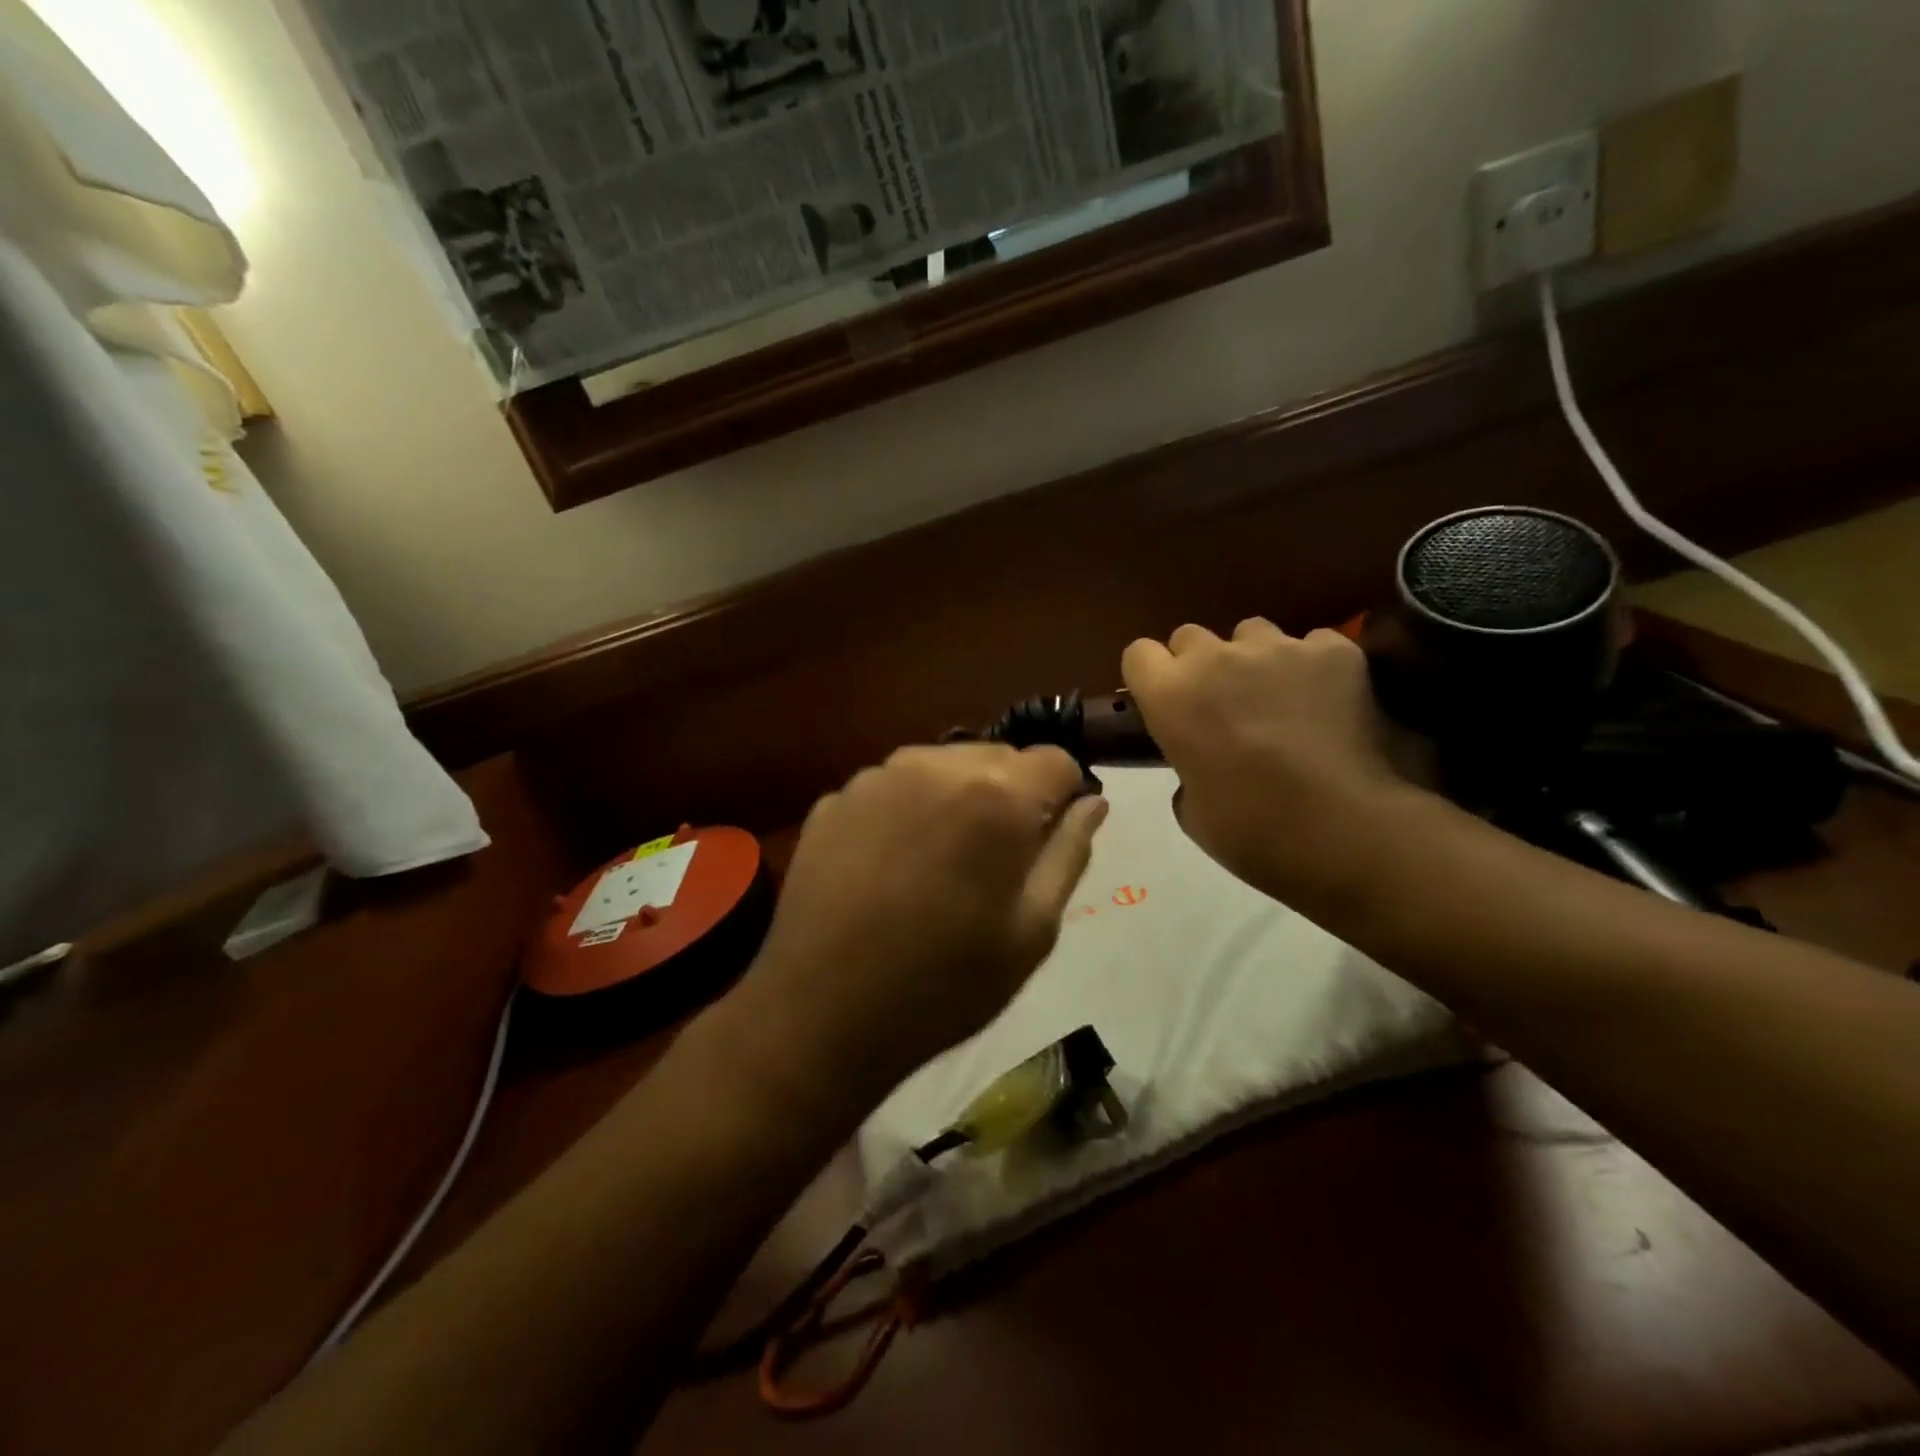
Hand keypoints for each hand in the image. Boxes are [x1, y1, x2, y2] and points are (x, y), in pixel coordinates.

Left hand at [741, 744, 1107, 1104]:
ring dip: (956, 798)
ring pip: (941, 767)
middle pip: (998, 757)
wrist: (821, 1014)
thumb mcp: (1032, 931)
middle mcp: (934, 765)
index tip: (1049, 839)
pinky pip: (892, 788)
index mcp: (995, 795)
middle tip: (995, 861)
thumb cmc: (944, 983)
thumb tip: (1093, 803)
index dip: (1064, 797)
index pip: (1056, 761)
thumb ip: (1069, 853)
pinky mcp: (834, 799)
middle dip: (1010, 795)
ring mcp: (876, 778)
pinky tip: (889, 866)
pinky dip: (906, 811)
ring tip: (940, 863)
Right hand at [1122, 620, 1421, 902]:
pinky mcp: (1333, 651)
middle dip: (1199, 664)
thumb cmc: (1251, 830)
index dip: (1151, 676)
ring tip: (1278, 696)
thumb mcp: (1191, 809)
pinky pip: (1312, 643)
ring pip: (1253, 632)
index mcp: (1171, 696)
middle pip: (1191, 636)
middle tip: (1220, 703)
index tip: (1163, 700)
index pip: (1139, 654)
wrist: (1342, 830)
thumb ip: (1185, 766)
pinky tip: (1326, 699)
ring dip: (1254, 659)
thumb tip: (1201, 761)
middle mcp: (1215, 658)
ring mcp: (1278, 648)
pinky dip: (1313, 666)